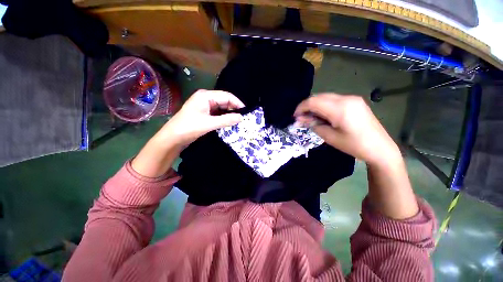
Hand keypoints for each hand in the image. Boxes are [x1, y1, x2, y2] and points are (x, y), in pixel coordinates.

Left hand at [160, 89, 244, 146]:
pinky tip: (230, 122)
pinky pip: (218, 113)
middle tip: (243, 118)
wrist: (173, 137)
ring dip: (230, 113)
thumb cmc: (189, 127)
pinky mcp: (205, 113)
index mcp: (206, 96)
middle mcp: (206, 98)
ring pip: (222, 107)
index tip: (246, 112)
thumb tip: (241, 117)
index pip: (226, 96)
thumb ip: (226, 120)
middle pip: (224, 101)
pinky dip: (224, 117)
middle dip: (234, 109)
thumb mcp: (209, 124)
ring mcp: (205, 106)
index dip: (237, 103)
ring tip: (239, 121)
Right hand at [296, 94, 417, 218]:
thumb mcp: (330, 137)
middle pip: (319, 97)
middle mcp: (346, 98)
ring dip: (315, 106)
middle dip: (307, 106)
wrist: (380, 148)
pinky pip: (333, 100)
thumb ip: (314, 124)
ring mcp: (352, 98)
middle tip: (301, 118)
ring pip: (325, 97)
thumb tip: (300, 119)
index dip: (301, 108)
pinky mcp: (355, 101)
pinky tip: (322, 115)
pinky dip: (324, 106)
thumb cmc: (354, 145)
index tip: (295, 116)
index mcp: (340, 108)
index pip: (314, 101)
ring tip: (311, 118)